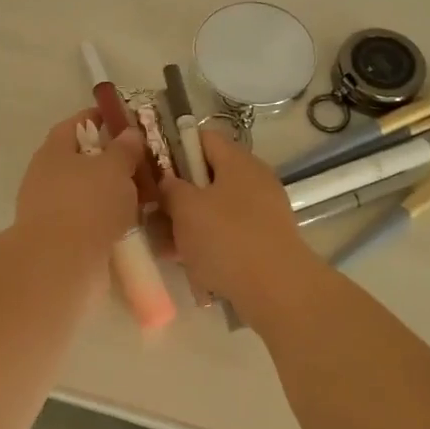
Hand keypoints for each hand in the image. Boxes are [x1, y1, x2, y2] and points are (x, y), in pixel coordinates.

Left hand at [15, 111, 146, 253]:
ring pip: (87, 192)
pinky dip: (108, 219)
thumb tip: (129, 133)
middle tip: (143, 163)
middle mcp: (46, 176)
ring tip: (145, 195)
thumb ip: (124, 148)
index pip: (77, 124)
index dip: (101, 118)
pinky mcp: (59, 238)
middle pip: (82, 159)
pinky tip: (132, 224)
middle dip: (111, 160)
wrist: (60, 264)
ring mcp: (49, 209)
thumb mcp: (114, 168)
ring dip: (112, 192)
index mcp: (54, 150)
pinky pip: (89, 220)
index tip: (126, 121)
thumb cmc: (87, 204)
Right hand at [159, 128, 323, 317]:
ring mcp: (263, 212)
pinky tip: (188, 264)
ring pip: (216, 209)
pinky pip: (229, 234)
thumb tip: (168, 182)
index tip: (152, 171)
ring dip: (190, 224)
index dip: (174, 148)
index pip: (202, 138)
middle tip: (154, 213)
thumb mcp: (185, 208)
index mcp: (238, 161)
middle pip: (208, 176)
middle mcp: (254, 180)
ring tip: (165, 245)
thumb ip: (170, 188)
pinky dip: (208, 244)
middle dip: (179, 194)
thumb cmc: (227, 239)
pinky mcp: (265, 241)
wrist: (277, 290)